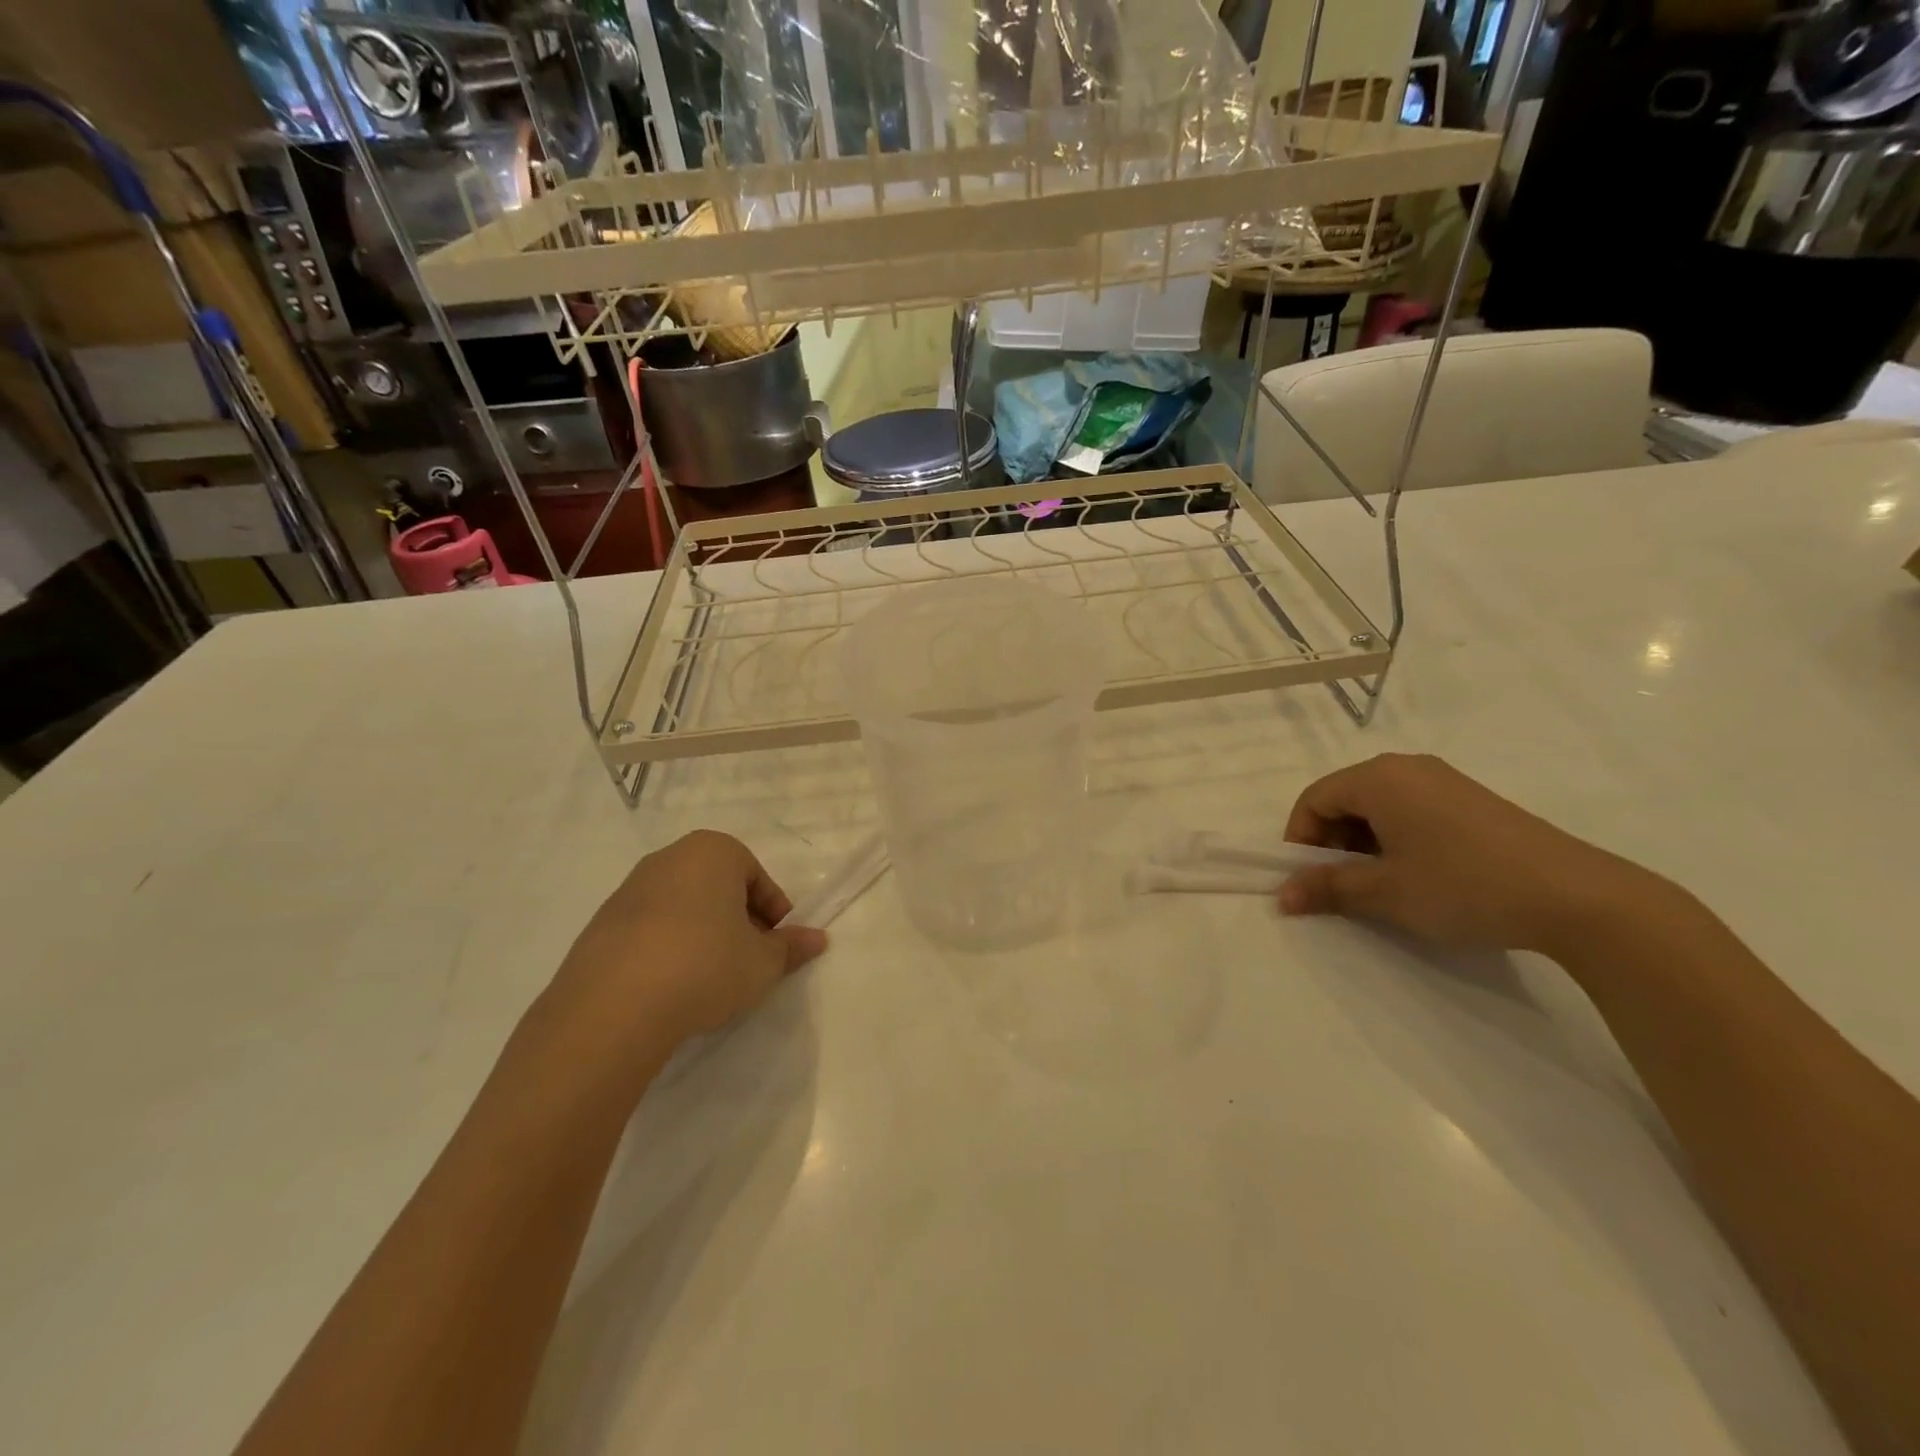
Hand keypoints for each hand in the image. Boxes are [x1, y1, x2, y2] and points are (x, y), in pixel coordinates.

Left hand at [548, 831, 828, 1057]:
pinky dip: (667, 948)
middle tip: (749, 960)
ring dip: (702, 934)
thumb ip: (791, 948)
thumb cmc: (706, 966)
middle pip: (718, 887)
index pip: (757, 877)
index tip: (777, 946)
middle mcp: (669, 858)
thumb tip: (817, 939)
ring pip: (683, 907)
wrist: (614, 1007)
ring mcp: (629, 890)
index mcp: (713, 852)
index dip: (774, 913)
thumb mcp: (762, 962)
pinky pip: (649, 929)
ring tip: (710, 978)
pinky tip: (671, 986)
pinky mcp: (600, 924)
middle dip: (738, 920)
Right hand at [1277, 753, 1663, 954]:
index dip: (1300, 838)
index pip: (1314, 798)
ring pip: (1379, 806)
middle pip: (1345, 797)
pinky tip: (1419, 874)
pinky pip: (1412, 810)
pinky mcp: (1472, 800)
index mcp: (1379, 778)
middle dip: (1331, 841)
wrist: (1575, 896)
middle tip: (1342, 884)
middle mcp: (1407, 768)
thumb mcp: (1385, 891)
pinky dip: (1397, 838)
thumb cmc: (1462, 884)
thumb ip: (1327, 888)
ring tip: (1382, 884)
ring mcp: (1444, 781)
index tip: (1308, 879)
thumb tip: (1282, 896)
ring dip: (1364, 843)